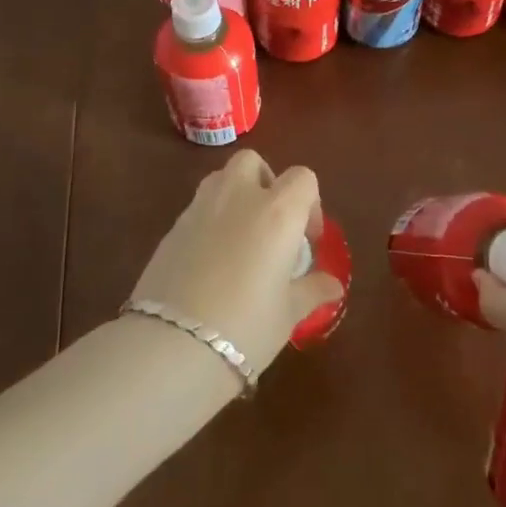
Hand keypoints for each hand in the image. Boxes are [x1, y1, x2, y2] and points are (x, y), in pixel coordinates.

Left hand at [127, 151, 344, 376]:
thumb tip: (333, 285)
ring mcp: (200, 207)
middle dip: (265, 182)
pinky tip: (211, 261)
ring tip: (241, 239)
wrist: (173, 343)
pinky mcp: (172, 226)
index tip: (306, 240)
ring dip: (235, 195)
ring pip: (220, 178)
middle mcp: (238, 196)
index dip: (310, 203)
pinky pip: (198, 207)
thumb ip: (312, 290)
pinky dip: (210, 220)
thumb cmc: (246, 326)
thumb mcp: (288, 313)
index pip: (302, 178)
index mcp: (277, 211)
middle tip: (271, 225)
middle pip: (253, 162)